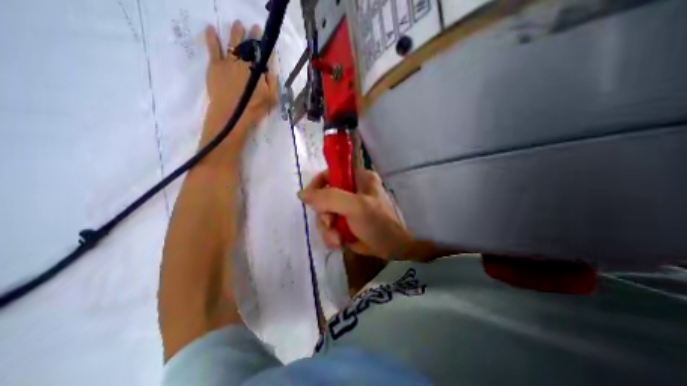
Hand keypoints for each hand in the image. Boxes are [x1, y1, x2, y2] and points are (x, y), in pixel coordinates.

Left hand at [202, 22, 277, 145]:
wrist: (231, 115)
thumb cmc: (254, 109)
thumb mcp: (271, 99)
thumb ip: (273, 83)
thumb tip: (271, 69)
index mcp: (257, 70)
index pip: (261, 53)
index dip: (262, 43)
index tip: (264, 34)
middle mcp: (243, 62)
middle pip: (247, 45)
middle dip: (251, 35)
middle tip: (253, 27)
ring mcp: (228, 62)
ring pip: (232, 43)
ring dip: (235, 32)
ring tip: (238, 24)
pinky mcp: (215, 65)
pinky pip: (213, 48)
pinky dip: (211, 37)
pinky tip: (210, 28)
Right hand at [296, 168, 411, 258]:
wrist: (390, 249)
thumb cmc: (377, 223)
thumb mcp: (355, 206)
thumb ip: (329, 198)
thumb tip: (302, 194)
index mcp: (358, 178)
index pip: (330, 173)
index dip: (317, 184)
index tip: (309, 199)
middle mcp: (351, 190)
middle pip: (323, 196)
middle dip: (324, 214)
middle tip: (331, 224)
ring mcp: (347, 207)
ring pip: (324, 214)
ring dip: (327, 229)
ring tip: (337, 239)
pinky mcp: (344, 221)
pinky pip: (328, 226)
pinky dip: (331, 236)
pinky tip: (339, 243)